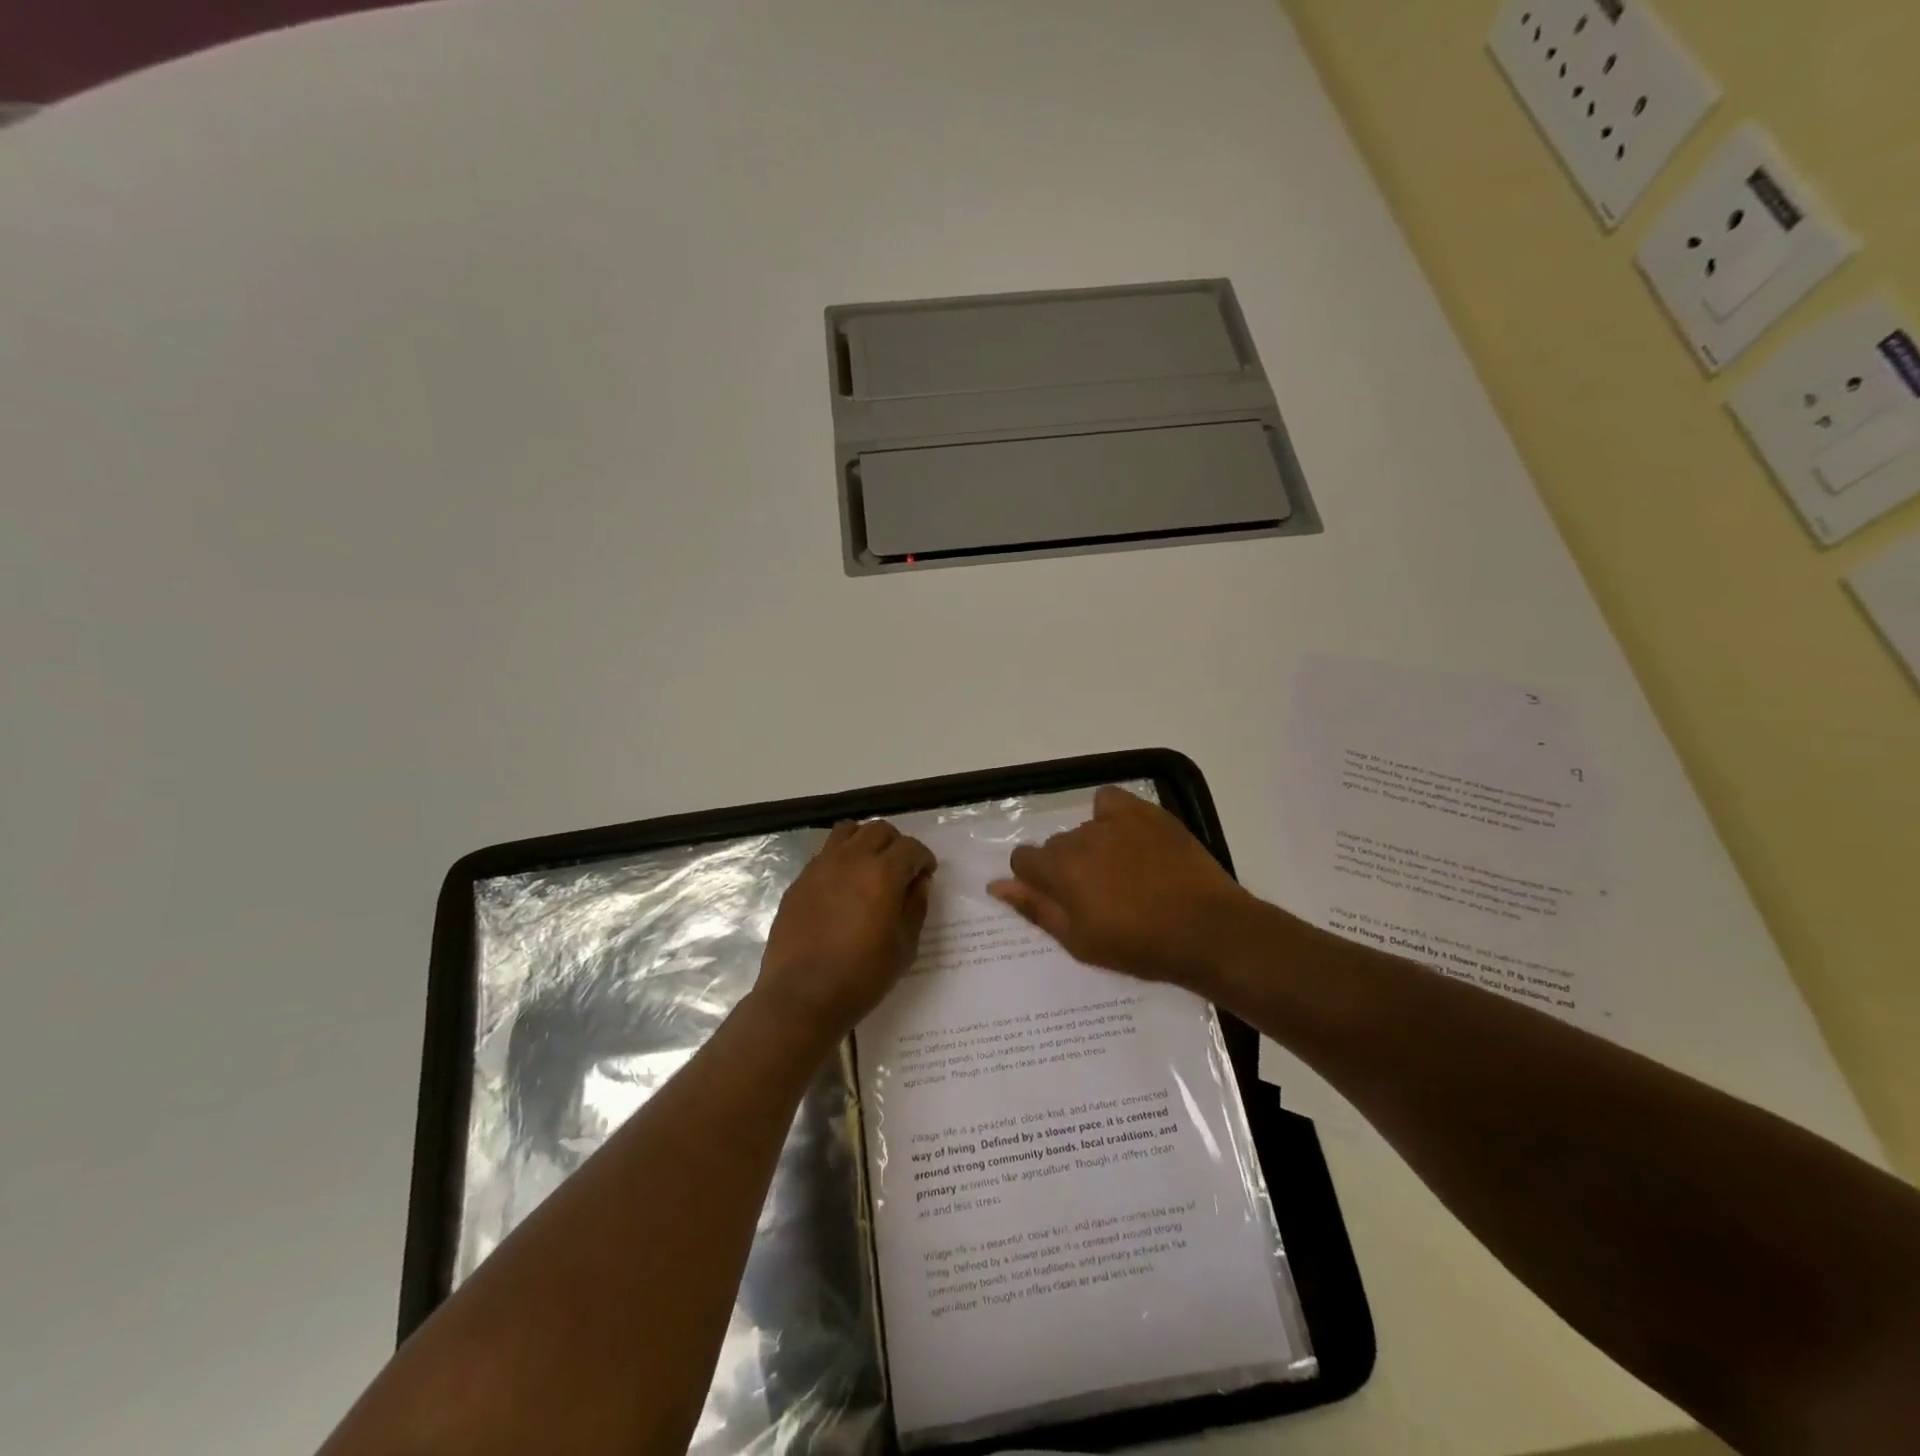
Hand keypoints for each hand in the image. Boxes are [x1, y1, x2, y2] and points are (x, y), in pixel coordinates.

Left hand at [754, 820, 936, 1039]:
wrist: (802, 995)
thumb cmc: (862, 976)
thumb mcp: (904, 946)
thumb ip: (915, 906)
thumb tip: (918, 882)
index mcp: (883, 873)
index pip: (910, 847)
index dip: (923, 858)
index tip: (926, 874)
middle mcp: (851, 859)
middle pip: (879, 830)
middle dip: (896, 844)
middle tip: (901, 869)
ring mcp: (820, 866)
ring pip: (848, 831)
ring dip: (865, 841)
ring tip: (869, 867)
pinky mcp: (799, 881)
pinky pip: (825, 854)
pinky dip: (840, 858)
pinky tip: (843, 886)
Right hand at [988, 786, 1260, 993]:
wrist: (1206, 931)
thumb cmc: (1140, 946)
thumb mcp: (1080, 941)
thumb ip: (1036, 908)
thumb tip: (997, 886)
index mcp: (1060, 871)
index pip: (1023, 858)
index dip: (1034, 878)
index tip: (1058, 897)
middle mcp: (1080, 838)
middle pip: (1056, 845)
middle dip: (1066, 866)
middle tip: (1096, 894)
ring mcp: (1114, 822)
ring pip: (1083, 828)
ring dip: (1091, 846)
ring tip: (1122, 872)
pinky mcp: (1145, 813)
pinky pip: (1110, 801)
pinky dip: (1110, 815)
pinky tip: (1126, 837)